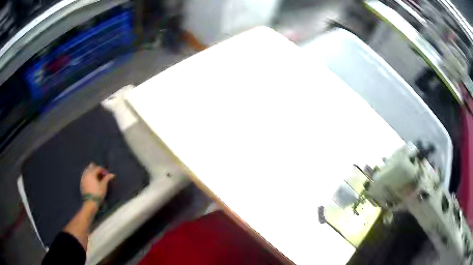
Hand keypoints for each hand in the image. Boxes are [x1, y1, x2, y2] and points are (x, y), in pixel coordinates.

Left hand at [80, 163, 114, 199]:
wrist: (90, 202)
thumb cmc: (98, 193)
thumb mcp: (103, 186)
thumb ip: (107, 178)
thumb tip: (112, 174)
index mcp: (91, 173)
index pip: (98, 167)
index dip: (103, 170)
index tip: (107, 174)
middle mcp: (86, 173)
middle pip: (91, 166)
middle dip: (96, 168)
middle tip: (101, 174)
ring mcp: (83, 177)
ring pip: (87, 170)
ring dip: (92, 171)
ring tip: (97, 177)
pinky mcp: (81, 182)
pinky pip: (85, 175)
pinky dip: (89, 175)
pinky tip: (92, 180)